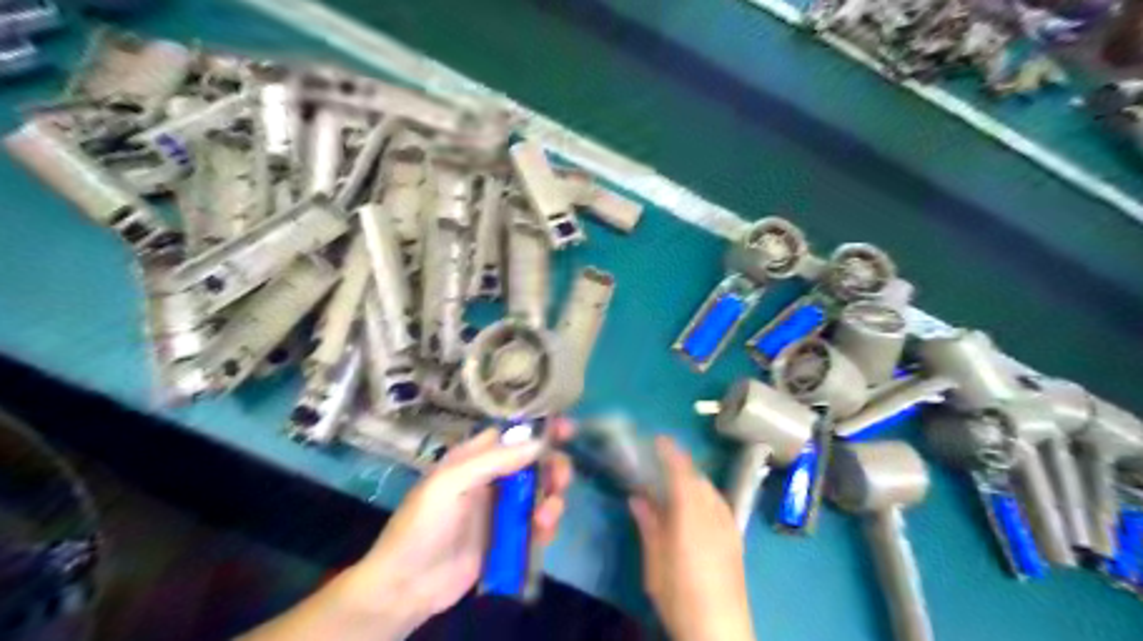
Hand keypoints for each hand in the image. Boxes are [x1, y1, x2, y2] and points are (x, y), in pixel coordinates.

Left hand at [337, 417, 570, 633]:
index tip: (568, 428)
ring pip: (541, 493)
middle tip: (561, 478)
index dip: (540, 428)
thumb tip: (539, 443)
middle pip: (535, 462)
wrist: (407, 585)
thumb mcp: (451, 482)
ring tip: (547, 513)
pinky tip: (542, 531)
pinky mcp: (510, 537)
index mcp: (475, 458)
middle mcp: (493, 478)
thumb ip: (494, 460)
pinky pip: (537, 524)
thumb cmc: (424, 523)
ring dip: (553, 498)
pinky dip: (547, 524)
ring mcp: (502, 509)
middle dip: (554, 466)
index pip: (513, 434)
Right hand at [630, 436, 756, 639]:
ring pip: (709, 489)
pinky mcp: (735, 537)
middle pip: (697, 477)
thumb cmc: (680, 593)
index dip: (670, 451)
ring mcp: (728, 523)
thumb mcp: (655, 560)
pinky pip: (718, 502)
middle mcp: (713, 511)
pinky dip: (703, 494)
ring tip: (673, 483)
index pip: (681, 470)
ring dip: (692, 479)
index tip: (657, 439)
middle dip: (680, 465)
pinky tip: (694, 507)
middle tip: (659, 463)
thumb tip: (638, 497)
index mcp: (690, 512)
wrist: (720, 629)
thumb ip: (649, 523)